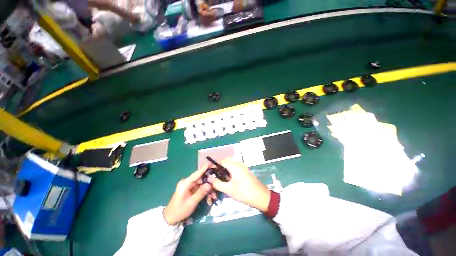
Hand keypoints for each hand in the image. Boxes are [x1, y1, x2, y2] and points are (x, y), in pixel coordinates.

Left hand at [163, 165, 211, 224]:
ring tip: (213, 197)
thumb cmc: (179, 210)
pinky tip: (209, 199)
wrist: (171, 218)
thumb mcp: (191, 202)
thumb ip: (201, 192)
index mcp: (186, 183)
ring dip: (208, 190)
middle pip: (201, 179)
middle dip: (209, 183)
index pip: (197, 173)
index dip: (205, 168)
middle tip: (217, 187)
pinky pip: (200, 188)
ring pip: (202, 184)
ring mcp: (189, 186)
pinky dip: (205, 192)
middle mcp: (187, 182)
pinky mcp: (190, 189)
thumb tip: (209, 184)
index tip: (212, 163)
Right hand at [208, 159, 269, 211]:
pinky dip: (230, 170)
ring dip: (225, 168)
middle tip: (214, 175)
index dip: (215, 165)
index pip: (222, 161)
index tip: (209, 171)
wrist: (261, 196)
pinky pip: (235, 167)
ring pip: (231, 164)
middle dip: (220, 166)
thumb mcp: (229, 189)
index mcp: (234, 166)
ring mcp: (243, 166)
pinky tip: (228, 179)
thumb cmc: (244, 192)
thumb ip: (217, 183)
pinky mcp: (245, 170)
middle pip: (226, 161)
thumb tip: (209, 178)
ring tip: (220, 177)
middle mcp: (239, 163)